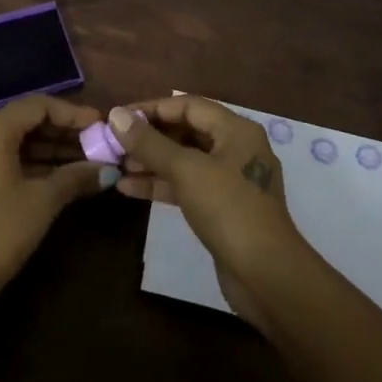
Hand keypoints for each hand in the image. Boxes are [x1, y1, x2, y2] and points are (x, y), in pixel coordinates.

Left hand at [0, 94, 107, 326]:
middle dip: (63, 132)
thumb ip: (76, 177)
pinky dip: (29, 162)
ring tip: (85, 162)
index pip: (38, 105)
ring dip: (48, 149)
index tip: (100, 126)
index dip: (72, 114)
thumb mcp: (42, 203)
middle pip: (25, 120)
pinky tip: (58, 175)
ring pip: (14, 140)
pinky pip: (1, 156)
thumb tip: (108, 169)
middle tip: (97, 145)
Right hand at [108, 95, 311, 332]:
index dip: (151, 109)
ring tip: (116, 166)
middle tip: (114, 144)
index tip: (119, 118)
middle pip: (186, 131)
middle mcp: (236, 148)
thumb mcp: (186, 170)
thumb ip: (149, 142)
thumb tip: (116, 114)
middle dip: (149, 137)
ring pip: (184, 161)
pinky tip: (129, 189)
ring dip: (150, 162)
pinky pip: (187, 186)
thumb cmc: (229, 210)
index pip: (188, 105)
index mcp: (236, 130)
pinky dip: (161, 184)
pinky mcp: (222, 208)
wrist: (266, 276)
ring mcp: (230, 180)